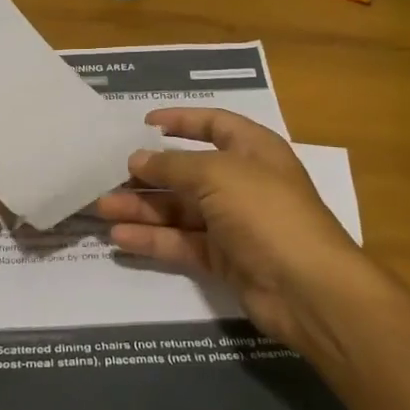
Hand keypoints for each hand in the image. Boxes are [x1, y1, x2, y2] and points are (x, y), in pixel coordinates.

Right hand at [93, 108, 379, 349]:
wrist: (308, 289)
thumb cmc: (266, 212)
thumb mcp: (218, 175)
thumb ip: (174, 166)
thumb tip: (138, 160)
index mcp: (253, 150)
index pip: (214, 124)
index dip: (181, 120)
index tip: (144, 123)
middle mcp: (243, 182)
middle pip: (188, 171)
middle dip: (149, 173)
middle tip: (108, 175)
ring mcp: (234, 223)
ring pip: (180, 209)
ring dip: (143, 207)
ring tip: (101, 207)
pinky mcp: (224, 259)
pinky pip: (182, 242)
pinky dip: (153, 239)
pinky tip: (120, 237)